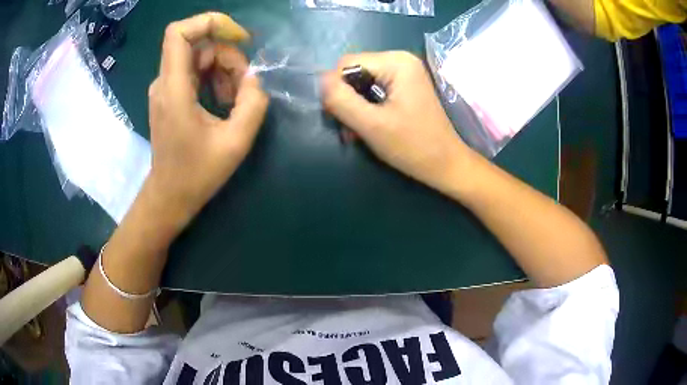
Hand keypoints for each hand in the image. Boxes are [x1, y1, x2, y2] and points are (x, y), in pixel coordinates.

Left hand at [146, 12, 268, 227]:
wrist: (170, 196)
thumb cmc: (197, 174)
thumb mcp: (235, 142)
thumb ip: (253, 103)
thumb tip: (254, 77)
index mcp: (174, 89)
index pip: (178, 32)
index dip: (209, 22)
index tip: (238, 36)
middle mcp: (164, 82)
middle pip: (198, 44)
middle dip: (228, 56)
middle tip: (244, 85)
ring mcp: (166, 88)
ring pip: (199, 57)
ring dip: (224, 70)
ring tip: (235, 100)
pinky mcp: (170, 95)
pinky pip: (195, 72)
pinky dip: (214, 79)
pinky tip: (224, 102)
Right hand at [322, 51, 474, 193]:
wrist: (446, 164)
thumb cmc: (413, 146)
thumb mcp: (371, 124)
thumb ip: (341, 99)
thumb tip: (320, 81)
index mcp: (396, 61)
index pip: (346, 64)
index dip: (336, 89)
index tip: (341, 118)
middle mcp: (401, 59)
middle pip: (354, 72)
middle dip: (346, 100)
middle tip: (349, 130)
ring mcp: (405, 72)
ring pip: (361, 82)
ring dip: (354, 107)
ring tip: (357, 133)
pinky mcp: (406, 85)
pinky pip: (374, 89)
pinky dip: (366, 108)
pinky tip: (368, 127)